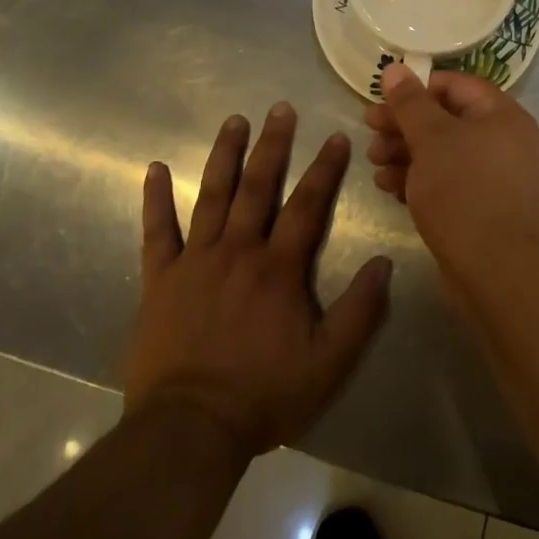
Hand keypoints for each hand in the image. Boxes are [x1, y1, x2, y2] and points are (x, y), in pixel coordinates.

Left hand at [125, 104, 391, 456]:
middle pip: (259, 186)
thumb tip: (384, 262)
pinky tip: (155, 168)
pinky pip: (156, 231)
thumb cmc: (264, 395)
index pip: (307, 205)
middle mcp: (238, 251)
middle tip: (280, 107)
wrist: (189, 431)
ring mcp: (195, 261)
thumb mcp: (328, 363)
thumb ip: (360, 311)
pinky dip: (155, 198)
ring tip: (234, 120)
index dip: (324, 168)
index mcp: (278, 268)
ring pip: (213, 195)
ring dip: (225, 155)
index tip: (336, 135)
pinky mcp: (160, 278)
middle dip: (273, 144)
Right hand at [364, 64, 538, 286]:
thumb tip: (395, 68)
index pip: (456, 85)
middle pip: (446, 119)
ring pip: (444, 152)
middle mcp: (504, 140)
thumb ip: (410, 103)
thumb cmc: (464, 192)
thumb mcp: (431, 139)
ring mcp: (496, 176)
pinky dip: (419, 179)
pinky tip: (388, 187)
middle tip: (369, 132)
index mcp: (501, 115)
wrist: (498, 273)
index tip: (382, 100)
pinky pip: (448, 181)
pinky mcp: (484, 207)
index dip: (417, 88)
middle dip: (404, 125)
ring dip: (406, 153)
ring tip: (374, 162)